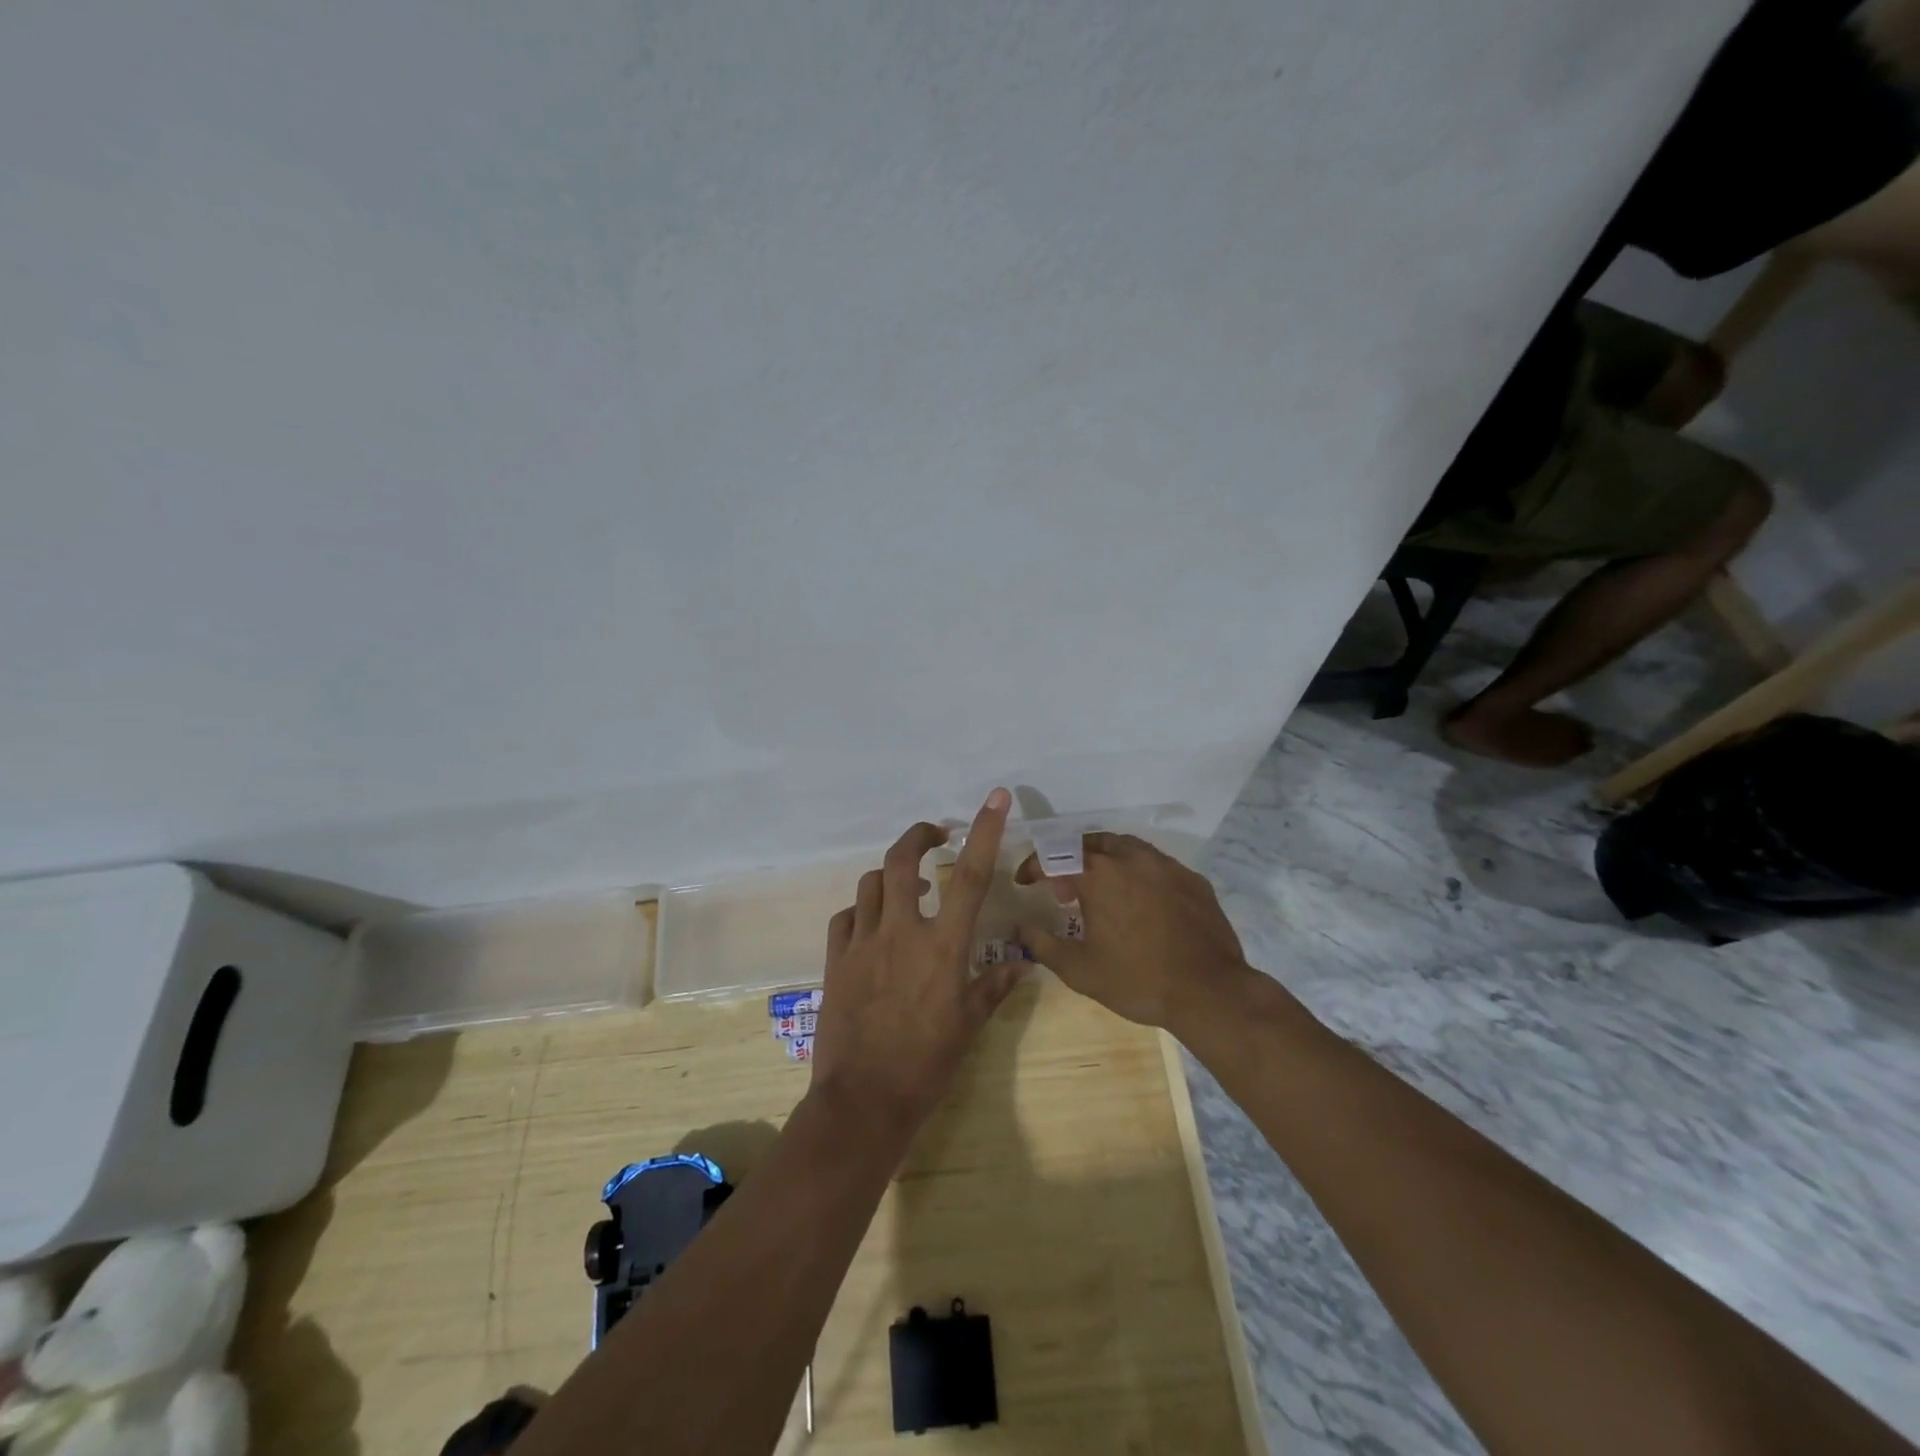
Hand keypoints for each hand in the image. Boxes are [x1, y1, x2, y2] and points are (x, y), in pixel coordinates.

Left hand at [810, 789, 1024, 1135]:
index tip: (995, 798)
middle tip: (934, 836)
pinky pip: (846, 916)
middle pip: (900, 860)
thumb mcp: (969, 1025)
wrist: (864, 1101)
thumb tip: (1023, 963)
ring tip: (906, 887)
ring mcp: (862, 942)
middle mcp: (901, 932)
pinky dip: (861, 910)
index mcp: (942, 947)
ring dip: (890, 875)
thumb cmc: (927, 1065)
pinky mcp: (836, 959)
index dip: (984, 831)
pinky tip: (872, 924)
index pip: (969, 876)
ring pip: (869, 883)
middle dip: (918, 836)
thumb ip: (994, 987)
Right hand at [1014, 833, 1250, 1031]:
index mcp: (1098, 875)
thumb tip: (1020, 928)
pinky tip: (1140, 901)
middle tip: (1064, 889)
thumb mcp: (1079, 970)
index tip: (1024, 882)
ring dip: (1105, 860)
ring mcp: (1166, 865)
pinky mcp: (1192, 879)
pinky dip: (1137, 873)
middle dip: (1070, 859)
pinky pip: (1156, 864)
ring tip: (1102, 890)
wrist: (1209, 992)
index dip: (1033, 867)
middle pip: (1090, 843)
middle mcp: (1131, 858)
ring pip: (1126, 847)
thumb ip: (1043, 944)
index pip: (1054, 857)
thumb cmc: (1136, 980)